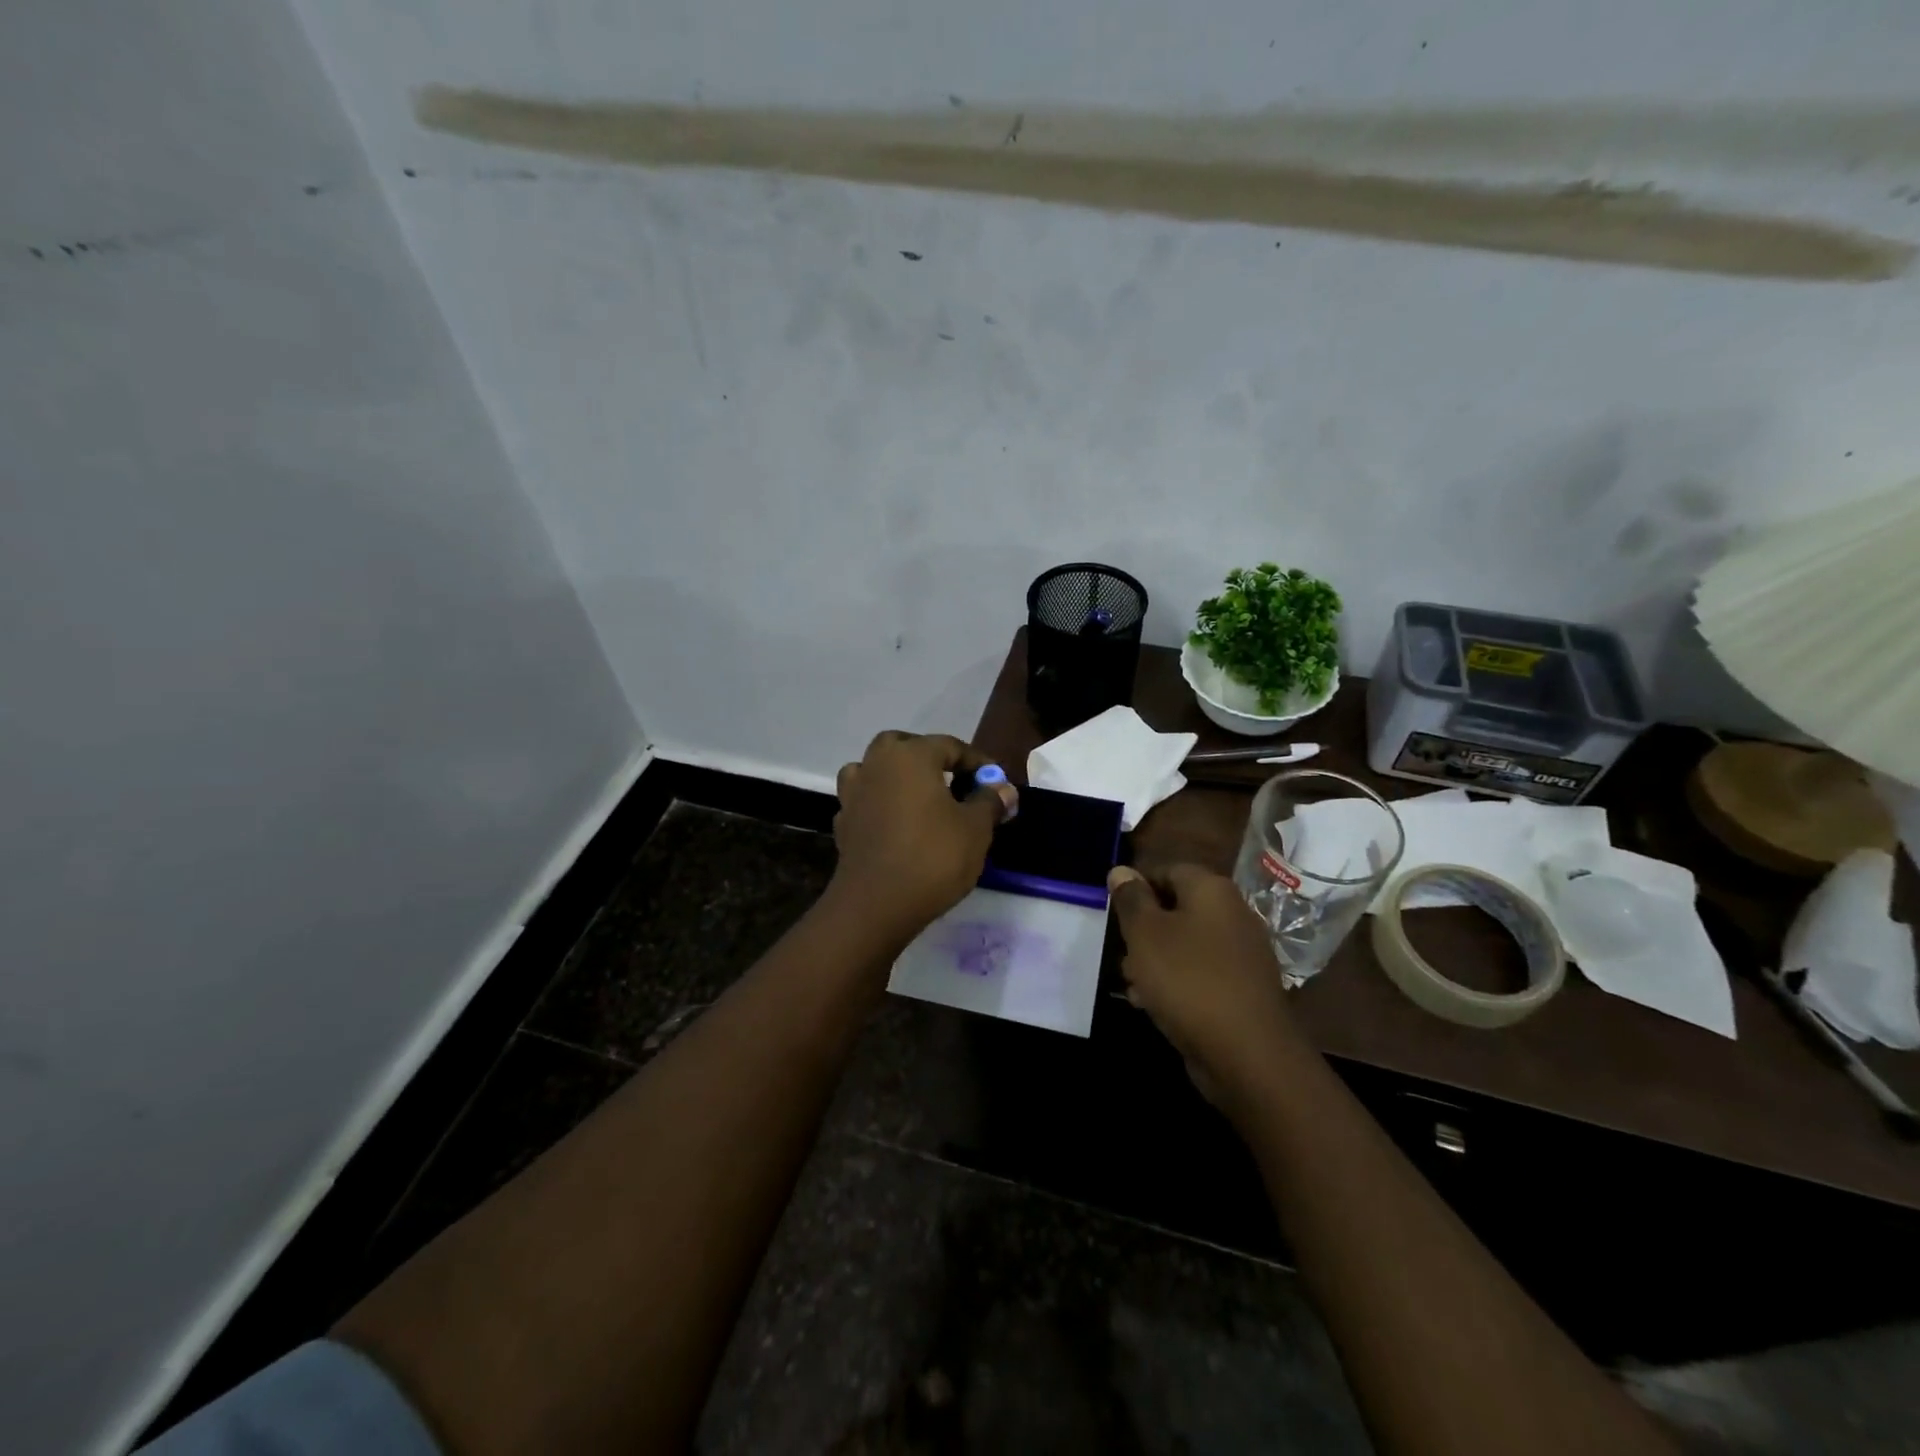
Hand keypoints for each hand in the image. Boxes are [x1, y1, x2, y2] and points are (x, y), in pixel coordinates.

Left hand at [829, 731, 1018, 939]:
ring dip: (898, 778)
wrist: (875, 905)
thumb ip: (989, 802)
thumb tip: (1003, 788)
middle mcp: (876, 764)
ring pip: (876, 770)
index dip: (977, 763)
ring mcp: (853, 793)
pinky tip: (898, 826)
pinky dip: (882, 806)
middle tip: (954, 783)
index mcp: (910, 755)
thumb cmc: (932, 857)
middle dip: (931, 759)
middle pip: (905, 747)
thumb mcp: (975, 829)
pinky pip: (866, 801)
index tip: (996, 783)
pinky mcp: (843, 823)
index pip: (950, 746)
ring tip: (921, 801)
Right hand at [1108, 864, 1297, 1108]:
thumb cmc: (1188, 980)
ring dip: (1155, 960)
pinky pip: (1200, 974)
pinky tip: (1153, 1005)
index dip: (1136, 887)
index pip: (1167, 869)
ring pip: (1186, 944)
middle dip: (1143, 930)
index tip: (1113, 912)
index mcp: (1212, 890)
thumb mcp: (1145, 934)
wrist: (1248, 1054)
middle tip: (1121, 952)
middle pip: (1176, 909)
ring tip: (1132, 983)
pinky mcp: (1242, 990)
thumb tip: (1121, 870)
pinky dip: (1176, 983)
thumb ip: (1131, 899)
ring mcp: (1241, 954)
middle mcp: (1233, 914)